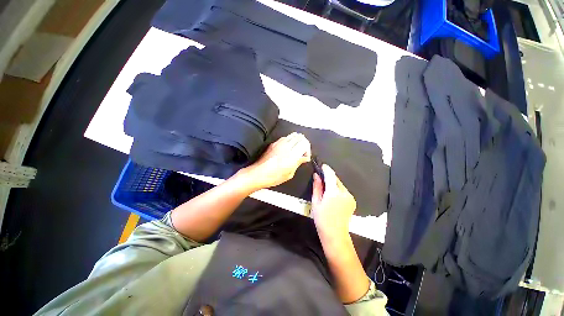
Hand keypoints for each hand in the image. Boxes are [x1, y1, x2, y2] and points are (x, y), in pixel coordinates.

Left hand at [237, 133, 310, 190]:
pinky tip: (287, 149)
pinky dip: (290, 141)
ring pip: (293, 134)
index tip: (305, 157)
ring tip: (296, 149)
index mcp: (292, 155)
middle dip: (304, 143)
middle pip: (300, 136)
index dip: (308, 149)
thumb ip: (298, 163)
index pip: (305, 143)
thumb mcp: (289, 174)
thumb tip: (304, 158)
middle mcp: (286, 146)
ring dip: (297, 141)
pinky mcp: (273, 143)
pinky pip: (285, 137)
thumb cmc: (273, 177)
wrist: (258, 174)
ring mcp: (279, 143)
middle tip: (302, 152)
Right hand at [311, 164, 355, 239]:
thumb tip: (316, 175)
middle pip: (336, 179)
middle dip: (329, 177)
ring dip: (333, 183)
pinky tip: (333, 196)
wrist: (335, 234)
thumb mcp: (316, 201)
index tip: (322, 166)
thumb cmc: (322, 218)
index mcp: (334, 192)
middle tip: (321, 178)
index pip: (331, 175)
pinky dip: (338, 190)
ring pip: (340, 185)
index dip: (326, 169)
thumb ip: (317, 186)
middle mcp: (344, 192)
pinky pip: (344, 191)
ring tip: (326, 189)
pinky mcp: (352, 201)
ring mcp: (350, 197)